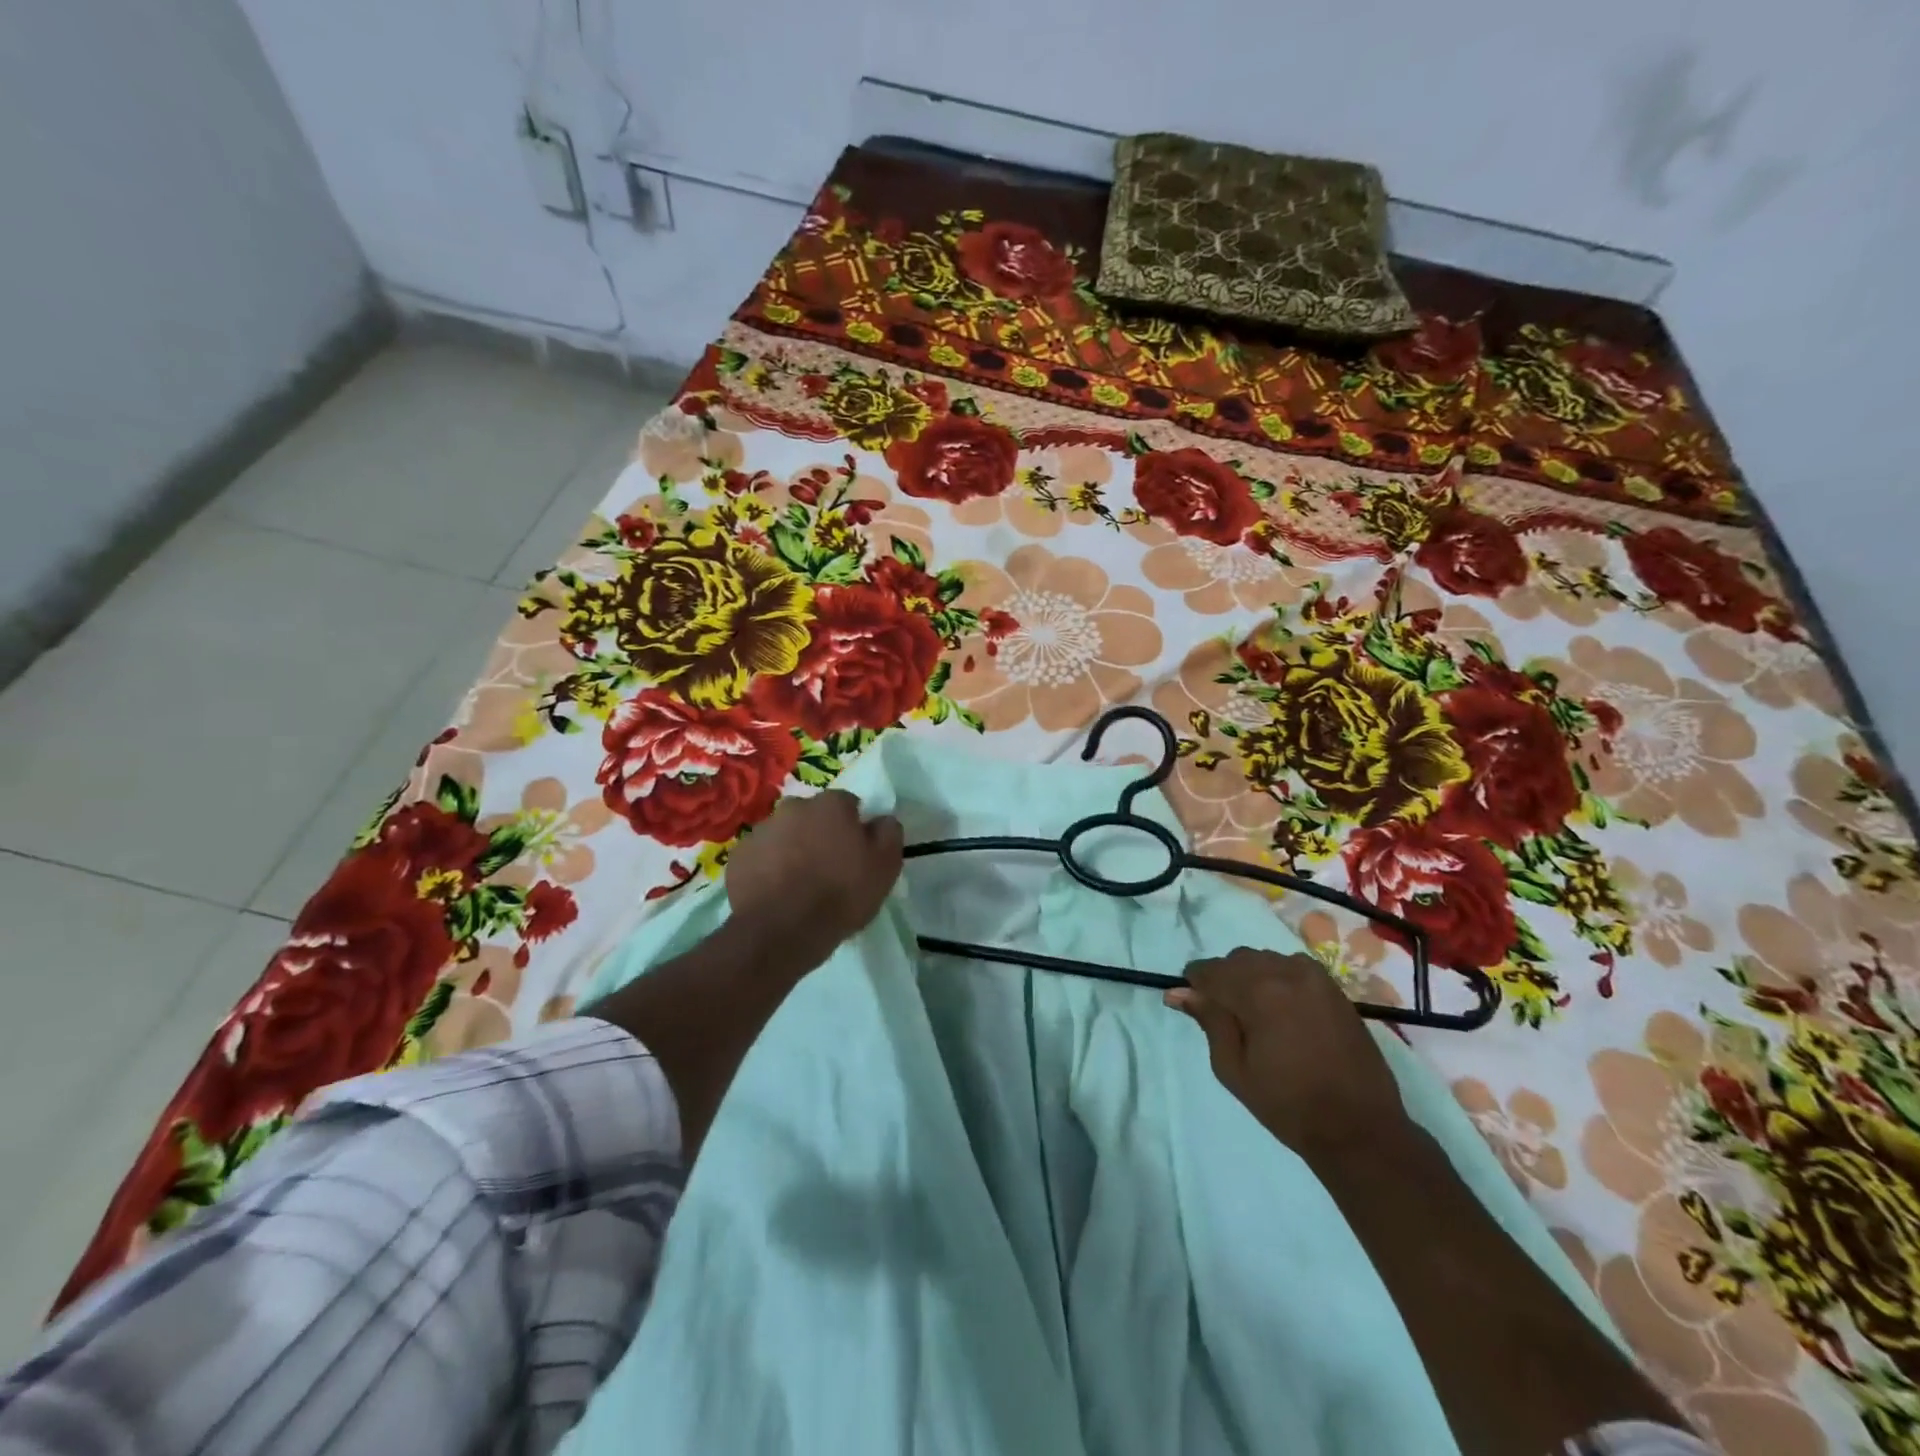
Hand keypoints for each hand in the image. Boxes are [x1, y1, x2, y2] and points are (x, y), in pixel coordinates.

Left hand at [726, 790, 903, 954]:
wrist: (783, 931)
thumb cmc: (842, 894)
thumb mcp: (885, 866)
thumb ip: (888, 833)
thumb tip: (882, 819)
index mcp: (831, 805)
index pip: (848, 803)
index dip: (854, 827)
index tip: (856, 852)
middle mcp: (793, 807)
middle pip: (812, 816)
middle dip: (820, 833)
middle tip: (828, 868)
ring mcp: (762, 831)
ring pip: (784, 834)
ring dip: (792, 849)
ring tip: (800, 884)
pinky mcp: (739, 857)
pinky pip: (760, 857)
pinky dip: (768, 868)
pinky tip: (777, 893)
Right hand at [1166, 948, 1409, 1164]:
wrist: (1359, 1128)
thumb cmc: (1288, 1104)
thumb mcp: (1233, 1068)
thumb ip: (1208, 1021)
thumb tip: (1178, 992)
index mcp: (1258, 991)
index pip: (1209, 970)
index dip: (1196, 986)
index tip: (1195, 1008)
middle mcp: (1285, 971)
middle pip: (1237, 960)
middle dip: (1224, 981)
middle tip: (1226, 1019)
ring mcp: (1314, 976)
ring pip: (1265, 960)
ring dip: (1251, 978)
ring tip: (1256, 1016)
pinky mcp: (1334, 987)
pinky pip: (1292, 967)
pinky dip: (1278, 980)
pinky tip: (1283, 1011)